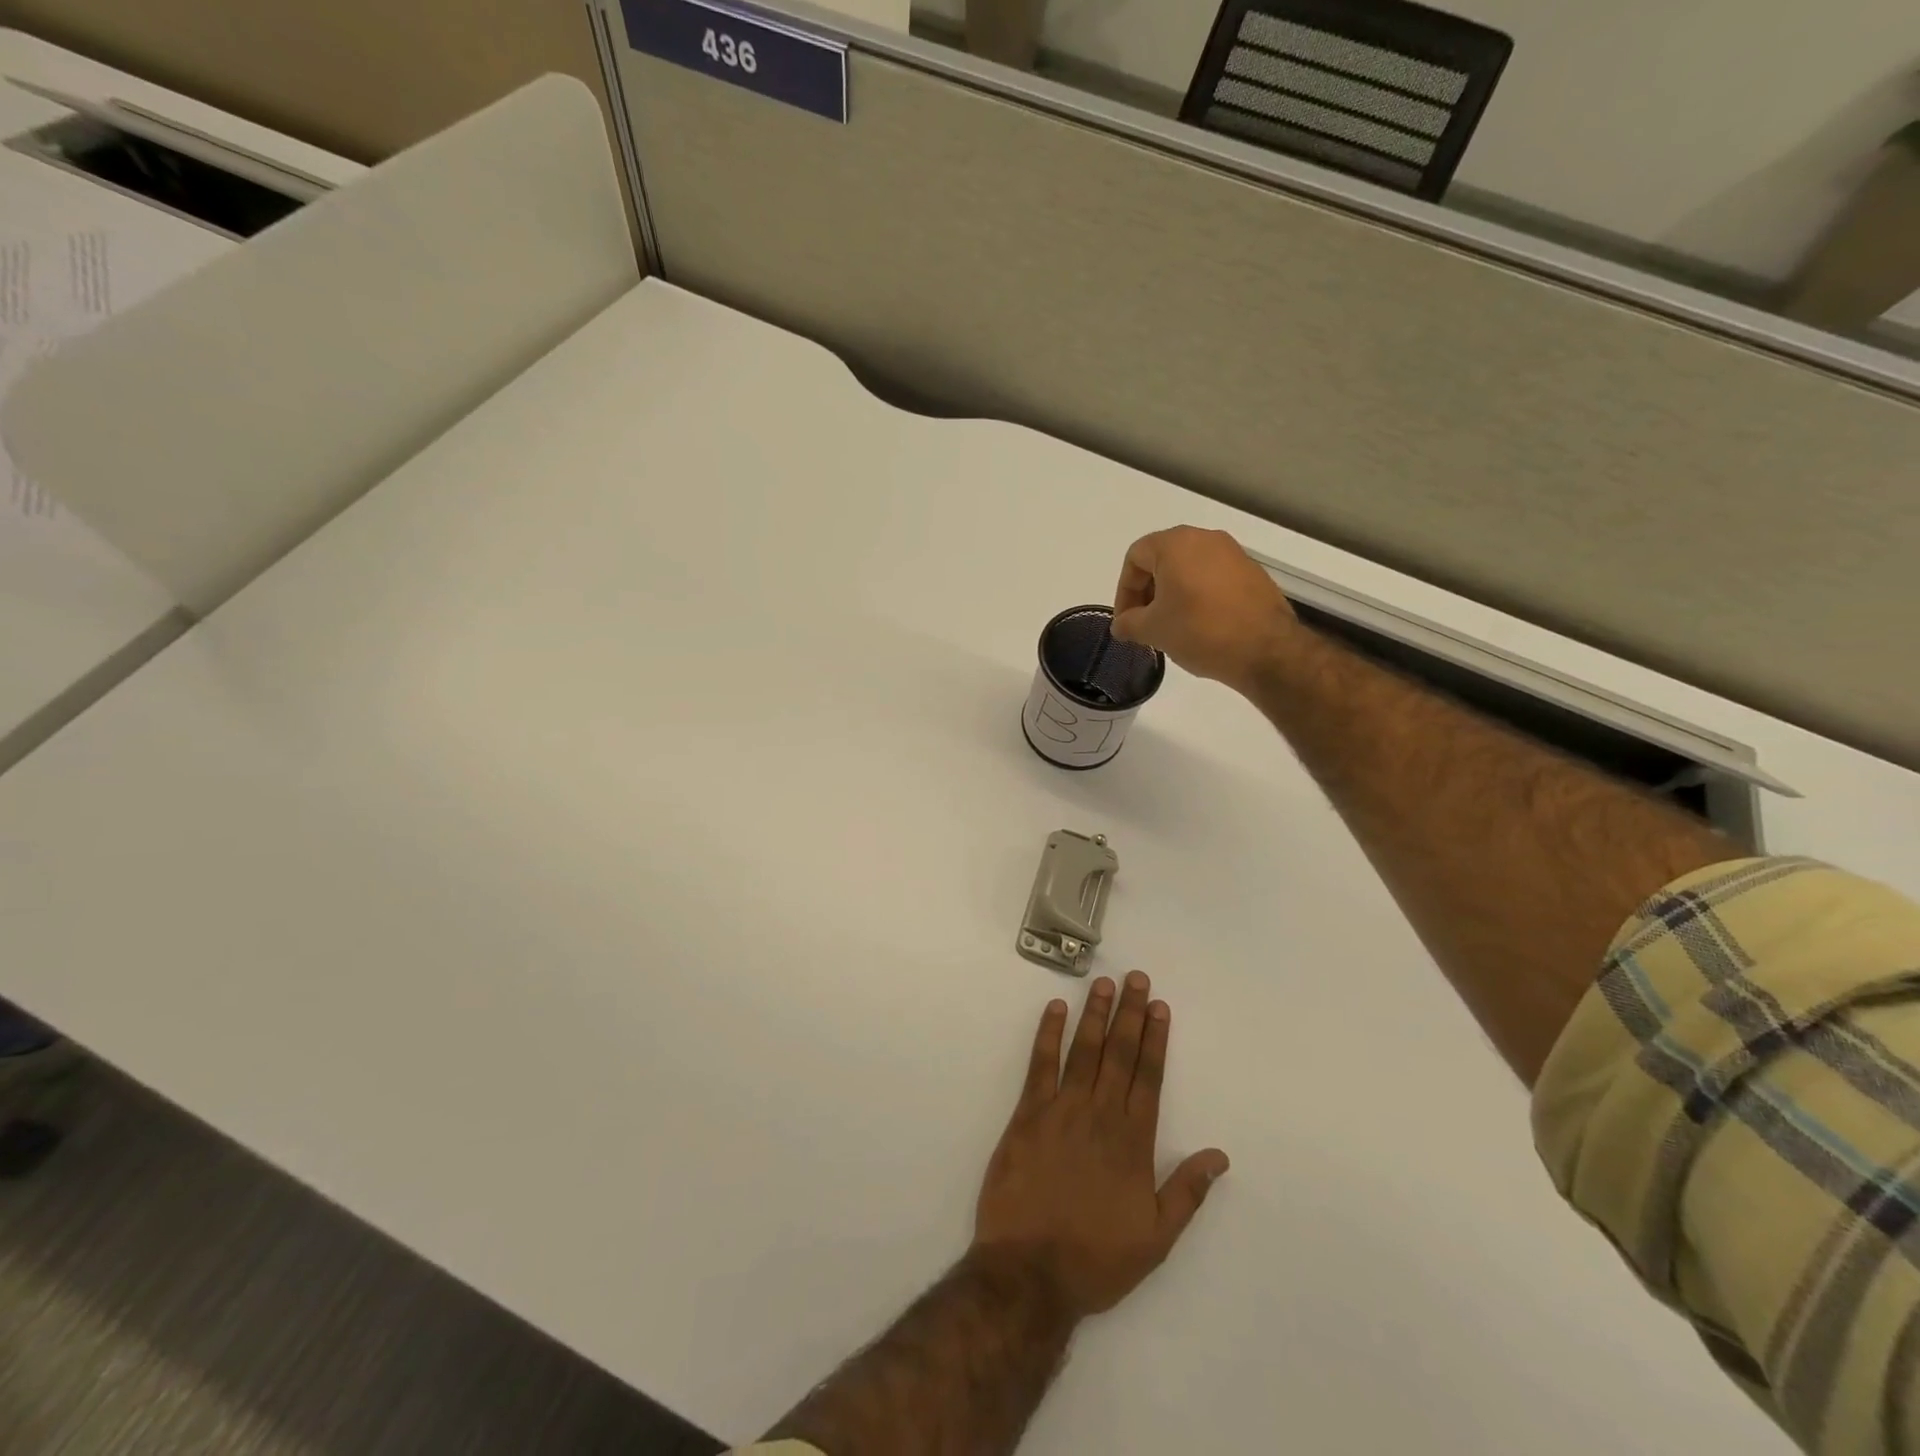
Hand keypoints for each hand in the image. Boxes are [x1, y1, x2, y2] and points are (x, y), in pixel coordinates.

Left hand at [973, 972, 1229, 1319]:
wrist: (1030, 1273)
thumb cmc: (1096, 1259)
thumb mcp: (1156, 1238)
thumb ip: (1187, 1192)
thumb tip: (1220, 1155)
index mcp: (1133, 1141)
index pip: (1149, 1077)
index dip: (1156, 1039)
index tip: (1161, 1007)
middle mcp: (1101, 1115)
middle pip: (1120, 1054)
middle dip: (1130, 1013)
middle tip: (1136, 978)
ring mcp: (1062, 1110)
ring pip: (1084, 1051)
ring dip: (1095, 1014)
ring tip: (1103, 983)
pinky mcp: (1027, 1114)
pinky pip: (1040, 1065)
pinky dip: (1048, 1034)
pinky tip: (1055, 1008)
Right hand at [1110, 526, 1299, 693]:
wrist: (1266, 649)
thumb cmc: (1200, 631)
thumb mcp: (1153, 630)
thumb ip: (1128, 623)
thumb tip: (1121, 625)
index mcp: (1176, 544)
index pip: (1135, 557)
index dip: (1124, 591)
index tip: (1126, 621)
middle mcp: (1205, 539)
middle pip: (1162, 560)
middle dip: (1148, 592)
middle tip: (1144, 624)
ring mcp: (1233, 554)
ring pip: (1188, 569)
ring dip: (1172, 595)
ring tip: (1171, 627)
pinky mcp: (1252, 572)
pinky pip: (1213, 578)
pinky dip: (1198, 596)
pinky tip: (1200, 626)